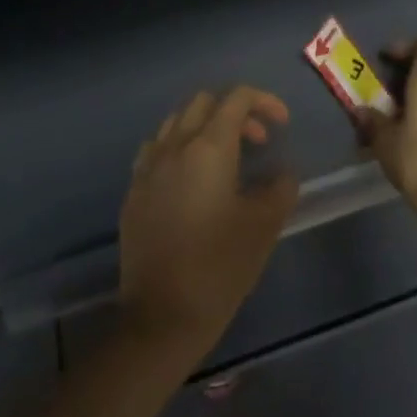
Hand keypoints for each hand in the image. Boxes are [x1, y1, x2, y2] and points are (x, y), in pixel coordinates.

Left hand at [118, 86, 297, 364]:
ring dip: (205, 126)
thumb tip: (281, 172)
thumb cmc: (220, 266)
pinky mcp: (134, 193)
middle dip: (235, 111)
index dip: (264, 101)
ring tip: (226, 159)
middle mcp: (174, 147)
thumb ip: (280, 187)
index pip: (236, 98)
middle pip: (203, 102)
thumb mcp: (265, 225)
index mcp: (208, 147)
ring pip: (176, 122)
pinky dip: (180, 148)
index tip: (282, 125)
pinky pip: (157, 150)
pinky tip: (192, 180)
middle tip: (257, 141)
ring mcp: (148, 168)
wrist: (161, 318)